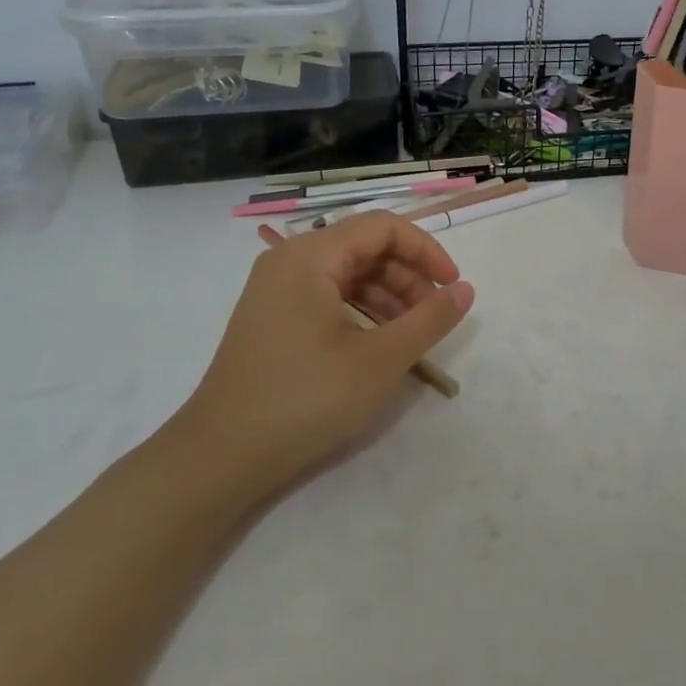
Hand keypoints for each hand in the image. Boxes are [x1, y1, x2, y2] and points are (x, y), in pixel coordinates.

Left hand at [169, 212, 473, 501]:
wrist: (220, 457)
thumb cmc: (305, 399)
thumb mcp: (380, 360)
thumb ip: (429, 320)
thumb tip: (465, 290)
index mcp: (310, 256)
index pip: (383, 227)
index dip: (426, 250)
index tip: (452, 286)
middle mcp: (289, 260)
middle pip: (365, 246)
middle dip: (409, 275)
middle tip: (435, 315)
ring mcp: (277, 289)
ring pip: (349, 272)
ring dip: (389, 295)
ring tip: (414, 333)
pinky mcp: (274, 317)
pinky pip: (329, 296)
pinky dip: (363, 310)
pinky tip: (380, 342)